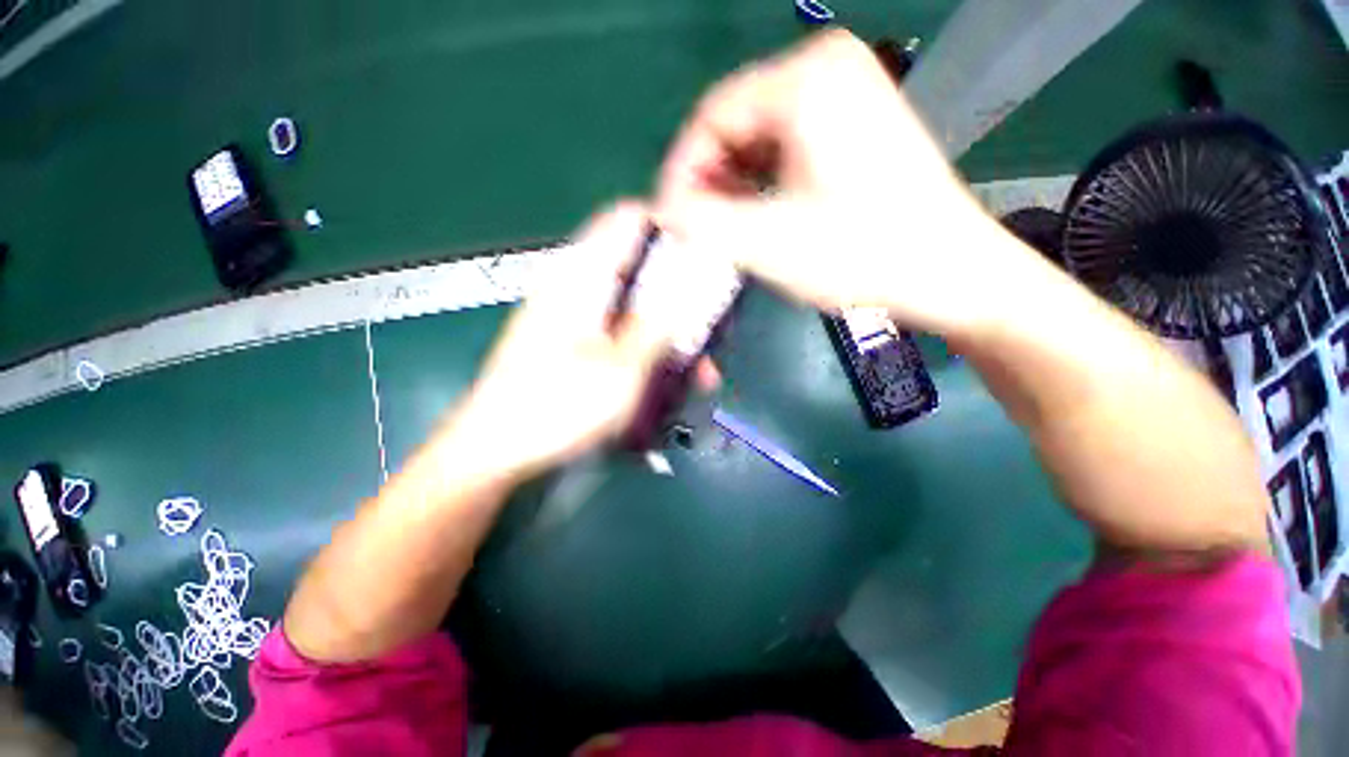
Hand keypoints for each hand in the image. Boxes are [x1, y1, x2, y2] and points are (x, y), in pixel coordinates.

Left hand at [444, 203, 715, 482]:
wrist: (493, 450)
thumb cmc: (556, 406)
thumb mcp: (621, 367)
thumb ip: (659, 323)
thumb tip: (692, 283)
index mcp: (581, 275)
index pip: (630, 220)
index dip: (673, 229)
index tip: (710, 257)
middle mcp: (577, 285)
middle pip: (639, 267)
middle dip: (681, 293)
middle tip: (712, 325)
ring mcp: (574, 315)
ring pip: (635, 305)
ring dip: (669, 331)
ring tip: (699, 369)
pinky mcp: (574, 342)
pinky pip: (620, 330)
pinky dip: (648, 347)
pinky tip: (667, 379)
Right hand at [655, 30, 1028, 337]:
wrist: (948, 270)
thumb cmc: (860, 253)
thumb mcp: (767, 242)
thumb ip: (701, 225)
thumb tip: (659, 213)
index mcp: (804, 79)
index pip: (710, 116)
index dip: (681, 172)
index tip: (669, 220)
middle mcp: (825, 66)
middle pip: (734, 123)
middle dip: (708, 180)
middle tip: (697, 229)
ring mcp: (846, 91)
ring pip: (758, 136)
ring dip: (733, 183)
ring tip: (725, 228)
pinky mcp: (855, 120)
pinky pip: (786, 144)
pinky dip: (762, 179)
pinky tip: (759, 213)